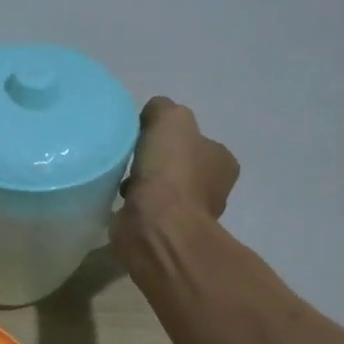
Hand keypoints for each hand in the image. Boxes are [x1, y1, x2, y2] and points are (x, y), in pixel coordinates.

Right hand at [110, 97, 239, 259]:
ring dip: (144, 188)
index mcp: (222, 162)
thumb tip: (152, 114)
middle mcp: (212, 190)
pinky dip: (135, 209)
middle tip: (132, 161)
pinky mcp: (165, 234)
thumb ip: (162, 109)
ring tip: (122, 184)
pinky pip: (148, 214)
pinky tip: (121, 204)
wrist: (156, 226)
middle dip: (157, 165)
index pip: (199, 143)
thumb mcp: (170, 119)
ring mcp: (189, 216)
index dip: (174, 138)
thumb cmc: (171, 172)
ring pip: (164, 193)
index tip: (148, 139)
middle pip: (181, 169)